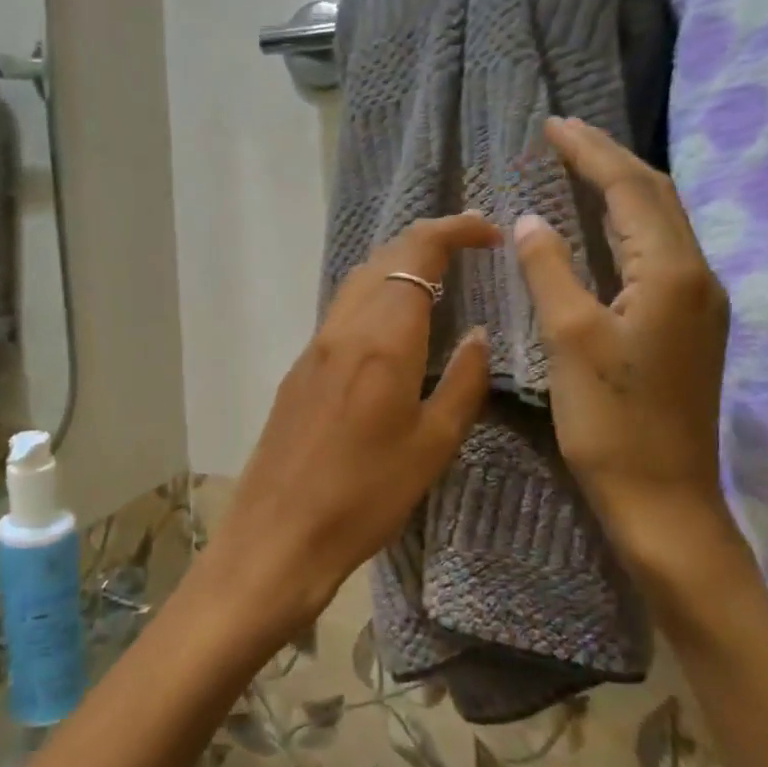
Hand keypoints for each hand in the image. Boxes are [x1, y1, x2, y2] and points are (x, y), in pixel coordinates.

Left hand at [204, 213, 500, 652]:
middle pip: (383, 258)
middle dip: (428, 241)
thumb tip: (478, 336)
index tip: (489, 232)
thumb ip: (462, 383)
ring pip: (358, 282)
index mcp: (381, 340)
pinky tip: (393, 326)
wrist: (278, 535)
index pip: (417, 254)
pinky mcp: (298, 370)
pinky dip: (375, 297)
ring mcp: (313, 347)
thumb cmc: (365, 497)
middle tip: (470, 248)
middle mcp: (342, 329)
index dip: (454, 230)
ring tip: (438, 278)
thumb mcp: (432, 445)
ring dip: (398, 265)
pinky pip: (342, 313)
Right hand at [514, 117, 734, 568]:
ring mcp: (699, 302)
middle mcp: (697, 276)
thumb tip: (530, 219)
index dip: (591, 153)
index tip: (553, 125)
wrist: (663, 500)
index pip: (630, 189)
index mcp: (670, 272)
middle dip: (611, 160)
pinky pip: (659, 254)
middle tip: (565, 138)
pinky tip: (603, 230)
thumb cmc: (612, 422)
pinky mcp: (689, 327)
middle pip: (656, 196)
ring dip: (622, 191)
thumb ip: (551, 270)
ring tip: (580, 169)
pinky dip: (628, 227)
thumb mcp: (570, 340)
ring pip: (661, 224)